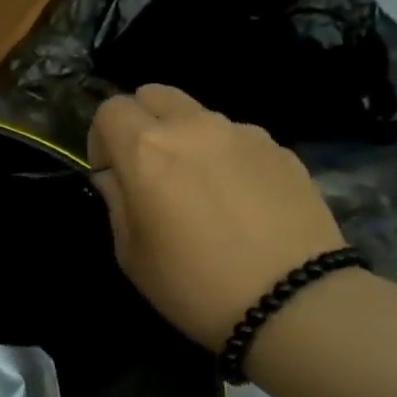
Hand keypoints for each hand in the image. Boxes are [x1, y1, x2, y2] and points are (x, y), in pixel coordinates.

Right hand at [89, 84, 347, 351]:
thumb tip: (115, 176)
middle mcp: (194, 127)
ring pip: (198, 115)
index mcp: (146, 148)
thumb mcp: (130, 252)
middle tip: (149, 169)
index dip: (102, 139)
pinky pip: (238, 138)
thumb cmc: (193, 283)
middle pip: (154, 94)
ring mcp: (243, 134)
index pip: (110, 109)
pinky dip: (226, 157)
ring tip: (201, 189)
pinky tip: (240, 202)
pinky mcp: (282, 150)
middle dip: (141, 122)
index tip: (112, 174)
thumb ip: (116, 200)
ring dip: (186, 139)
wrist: (295, 303)